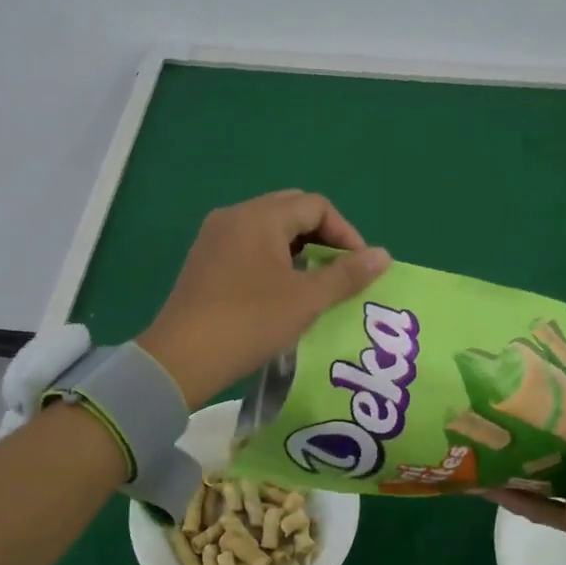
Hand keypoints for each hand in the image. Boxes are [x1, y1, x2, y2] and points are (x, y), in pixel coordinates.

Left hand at [137, 190, 391, 407]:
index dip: (345, 233)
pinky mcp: (204, 260)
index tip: (359, 267)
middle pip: (291, 210)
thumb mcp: (306, 300)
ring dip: (298, 248)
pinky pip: (248, 244)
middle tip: (338, 271)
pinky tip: (280, 290)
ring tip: (313, 283)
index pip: (316, 205)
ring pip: (268, 228)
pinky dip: (272, 258)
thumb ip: (347, 274)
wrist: (181, 358)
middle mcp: (234, 216)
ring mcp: (214, 237)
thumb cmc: (249, 323)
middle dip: (322, 236)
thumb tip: (384, 254)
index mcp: (259, 216)